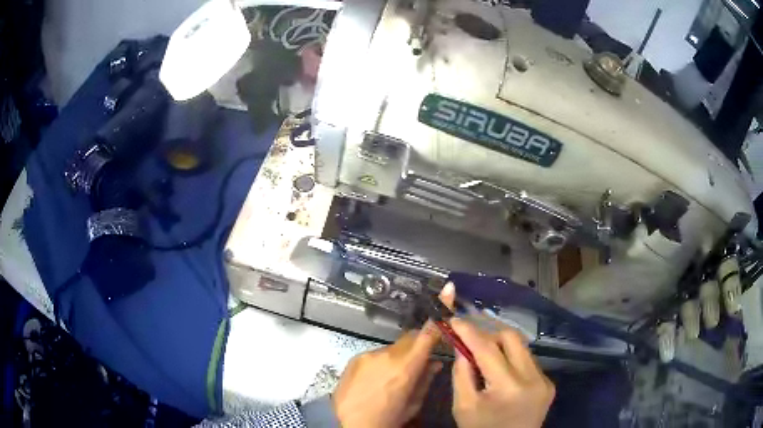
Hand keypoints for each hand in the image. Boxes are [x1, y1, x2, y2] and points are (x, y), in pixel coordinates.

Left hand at [332, 286, 454, 427]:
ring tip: (393, 378)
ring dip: (398, 357)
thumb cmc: (386, 418)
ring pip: (393, 348)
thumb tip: (434, 362)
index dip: (440, 311)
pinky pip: (376, 354)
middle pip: (410, 338)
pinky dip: (382, 362)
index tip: (447, 290)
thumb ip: (425, 379)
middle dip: (418, 345)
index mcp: (406, 367)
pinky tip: (376, 380)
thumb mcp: (412, 404)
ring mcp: (369, 354)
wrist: (345, 423)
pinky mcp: (356, 357)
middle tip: (419, 363)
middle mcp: (387, 355)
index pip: (427, 333)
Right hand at [450, 320, 554, 427]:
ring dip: (501, 347)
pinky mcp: (549, 383)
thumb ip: (462, 373)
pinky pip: (528, 361)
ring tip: (484, 357)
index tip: (454, 319)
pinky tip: (501, 372)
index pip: (487, 349)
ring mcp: (545, 380)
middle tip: (470, 340)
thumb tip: (462, 345)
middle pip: (512, 337)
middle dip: (488, 333)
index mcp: (508, 387)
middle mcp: (533, 378)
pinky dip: (512, 360)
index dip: (469, 331)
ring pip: (522, 347)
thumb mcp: (463, 406)